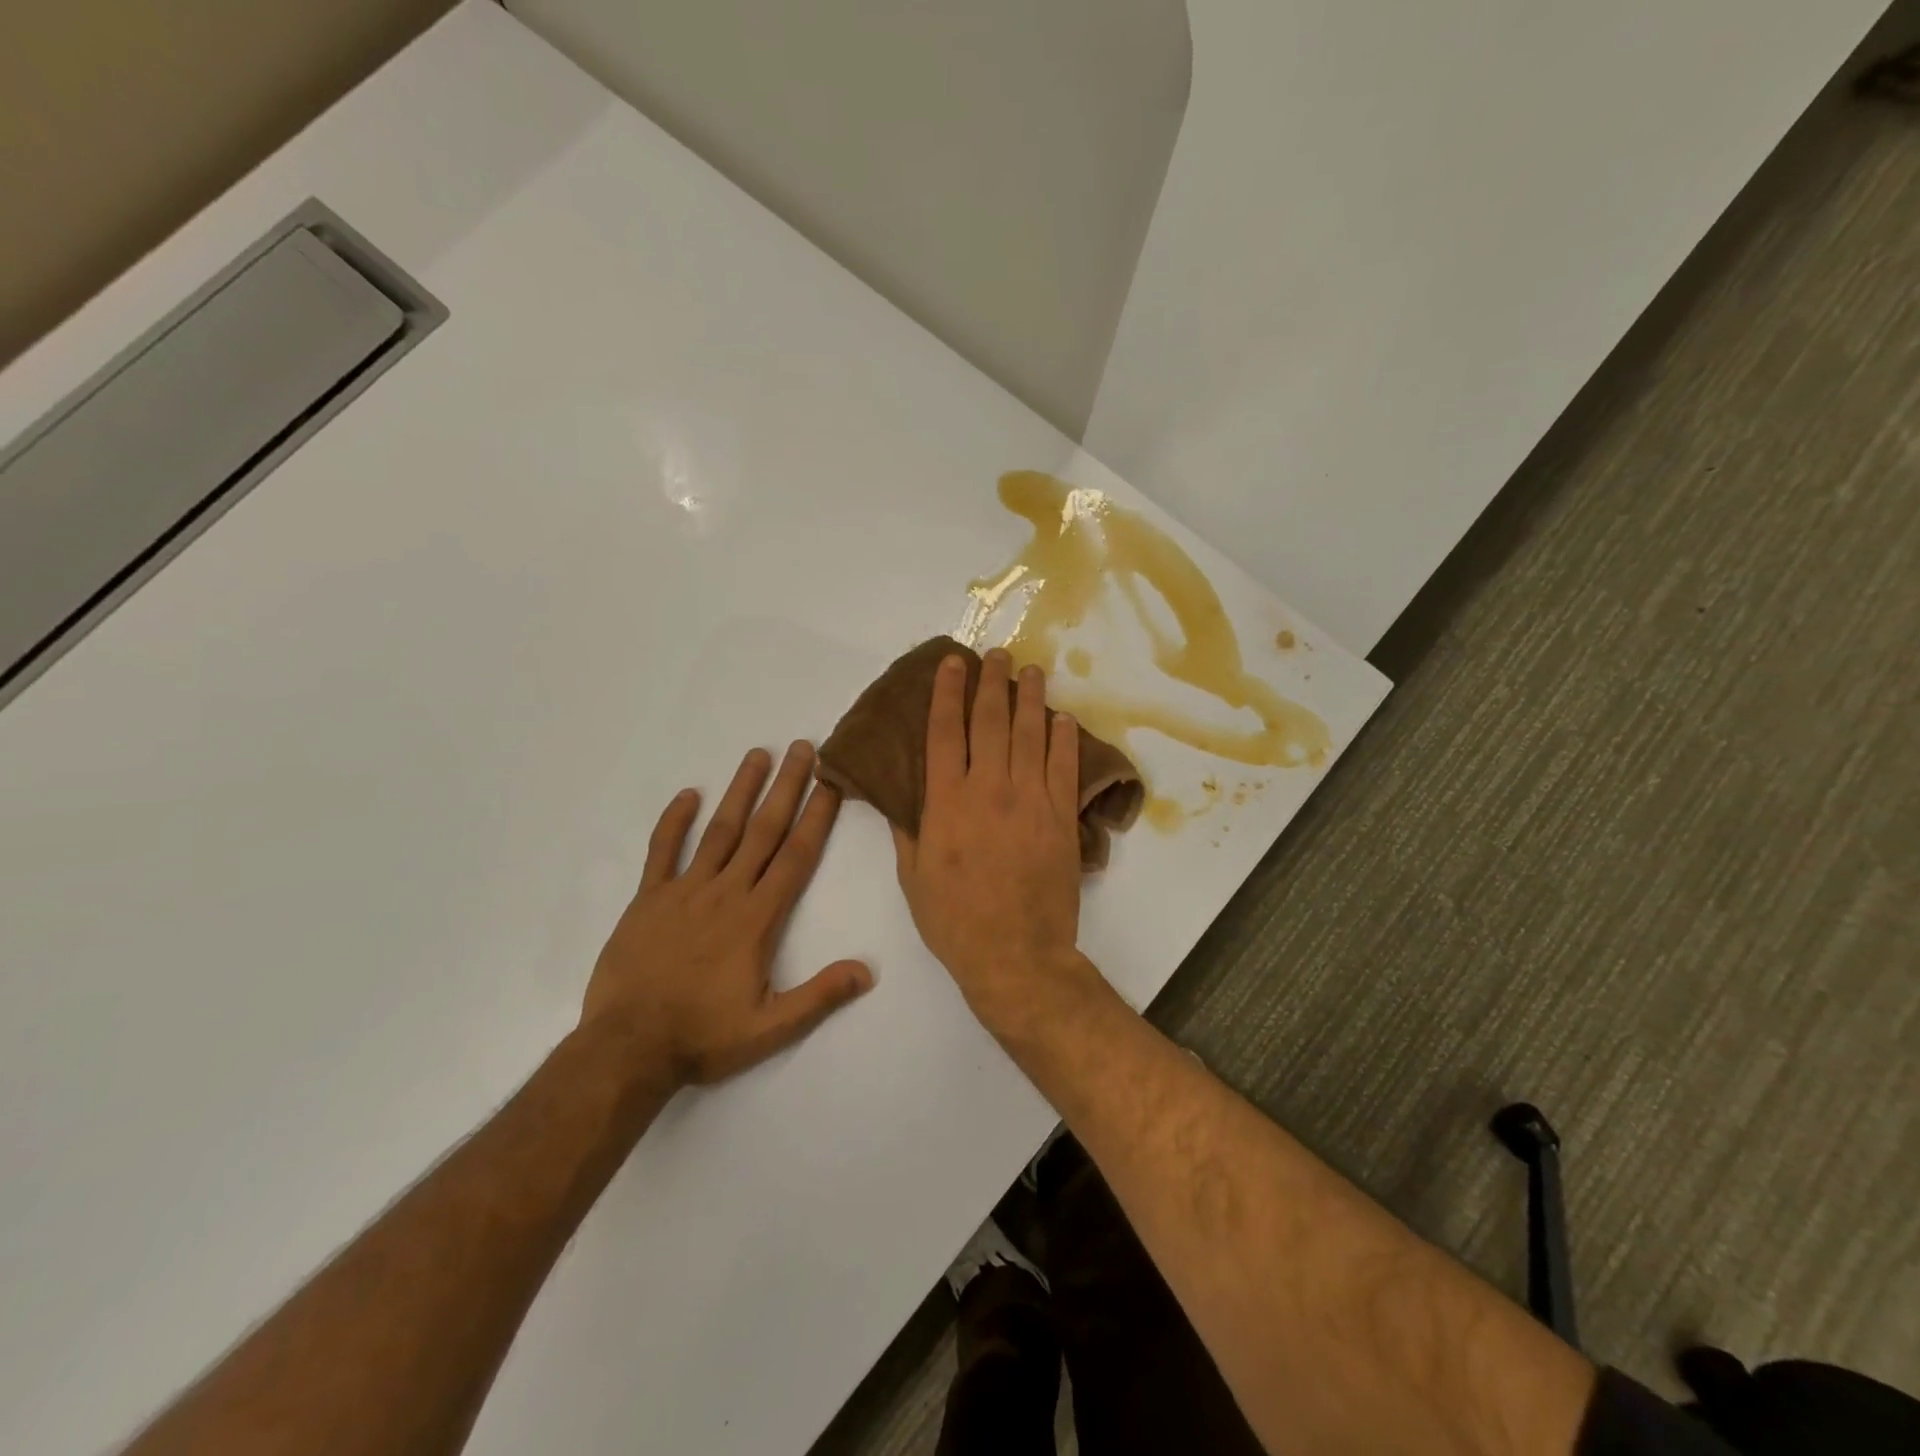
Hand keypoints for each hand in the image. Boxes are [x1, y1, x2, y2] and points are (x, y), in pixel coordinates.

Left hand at [584, 742, 872, 1086]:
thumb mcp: (771, 1028)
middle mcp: (726, 892)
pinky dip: (674, 821)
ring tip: (758, 754)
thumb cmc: (703, 1036)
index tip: (832, 782)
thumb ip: (820, 995)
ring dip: (740, 790)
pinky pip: (662, 851)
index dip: (817, 816)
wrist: (627, 1048)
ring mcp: (684, 891)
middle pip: (763, 830)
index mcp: (758, 918)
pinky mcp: (648, 899)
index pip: (796, 856)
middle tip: (803, 748)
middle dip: (787, 787)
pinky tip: (687, 794)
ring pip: (720, 830)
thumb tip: (867, 971)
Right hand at [893, 649, 1090, 1028]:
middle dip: (992, 682)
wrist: (1015, 954)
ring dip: (1030, 698)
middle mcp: (989, 790)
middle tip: (996, 655)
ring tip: (1031, 671)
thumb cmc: (954, 920)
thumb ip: (908, 830)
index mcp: (946, 802)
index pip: (945, 732)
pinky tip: (1062, 719)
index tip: (952, 663)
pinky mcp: (1061, 818)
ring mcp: (1030, 801)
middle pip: (991, 722)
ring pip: (1030, 735)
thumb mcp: (913, 877)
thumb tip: (899, 795)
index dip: (947, 693)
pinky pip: (1064, 768)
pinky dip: (1064, 739)